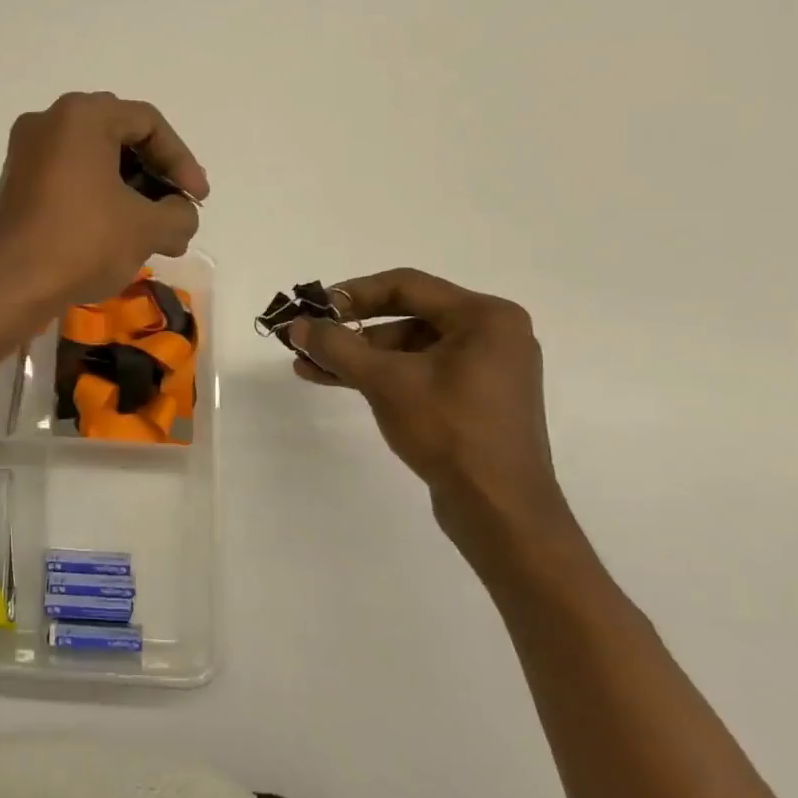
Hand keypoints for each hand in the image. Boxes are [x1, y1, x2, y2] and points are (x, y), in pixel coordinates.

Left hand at [0, 92, 207, 311]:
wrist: (10, 287)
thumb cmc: (82, 243)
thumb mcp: (146, 228)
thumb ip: (180, 214)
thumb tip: (181, 215)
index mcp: (81, 116)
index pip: (148, 124)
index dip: (182, 161)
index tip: (198, 200)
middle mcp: (49, 122)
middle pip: (120, 138)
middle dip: (157, 177)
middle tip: (179, 210)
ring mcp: (26, 153)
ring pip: (95, 161)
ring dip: (131, 193)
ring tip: (156, 233)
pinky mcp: (16, 184)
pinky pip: (70, 178)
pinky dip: (100, 199)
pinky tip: (119, 234)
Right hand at [288, 268, 572, 565]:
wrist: (501, 511)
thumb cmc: (450, 431)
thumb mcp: (386, 382)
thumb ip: (337, 347)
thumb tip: (297, 326)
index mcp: (485, 317)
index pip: (407, 286)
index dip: (353, 293)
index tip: (314, 308)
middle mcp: (491, 334)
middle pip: (407, 316)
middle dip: (351, 329)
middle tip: (308, 338)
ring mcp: (485, 370)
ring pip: (409, 348)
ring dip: (359, 356)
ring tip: (309, 367)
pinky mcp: (474, 400)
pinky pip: (420, 373)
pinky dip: (381, 375)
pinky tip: (337, 381)